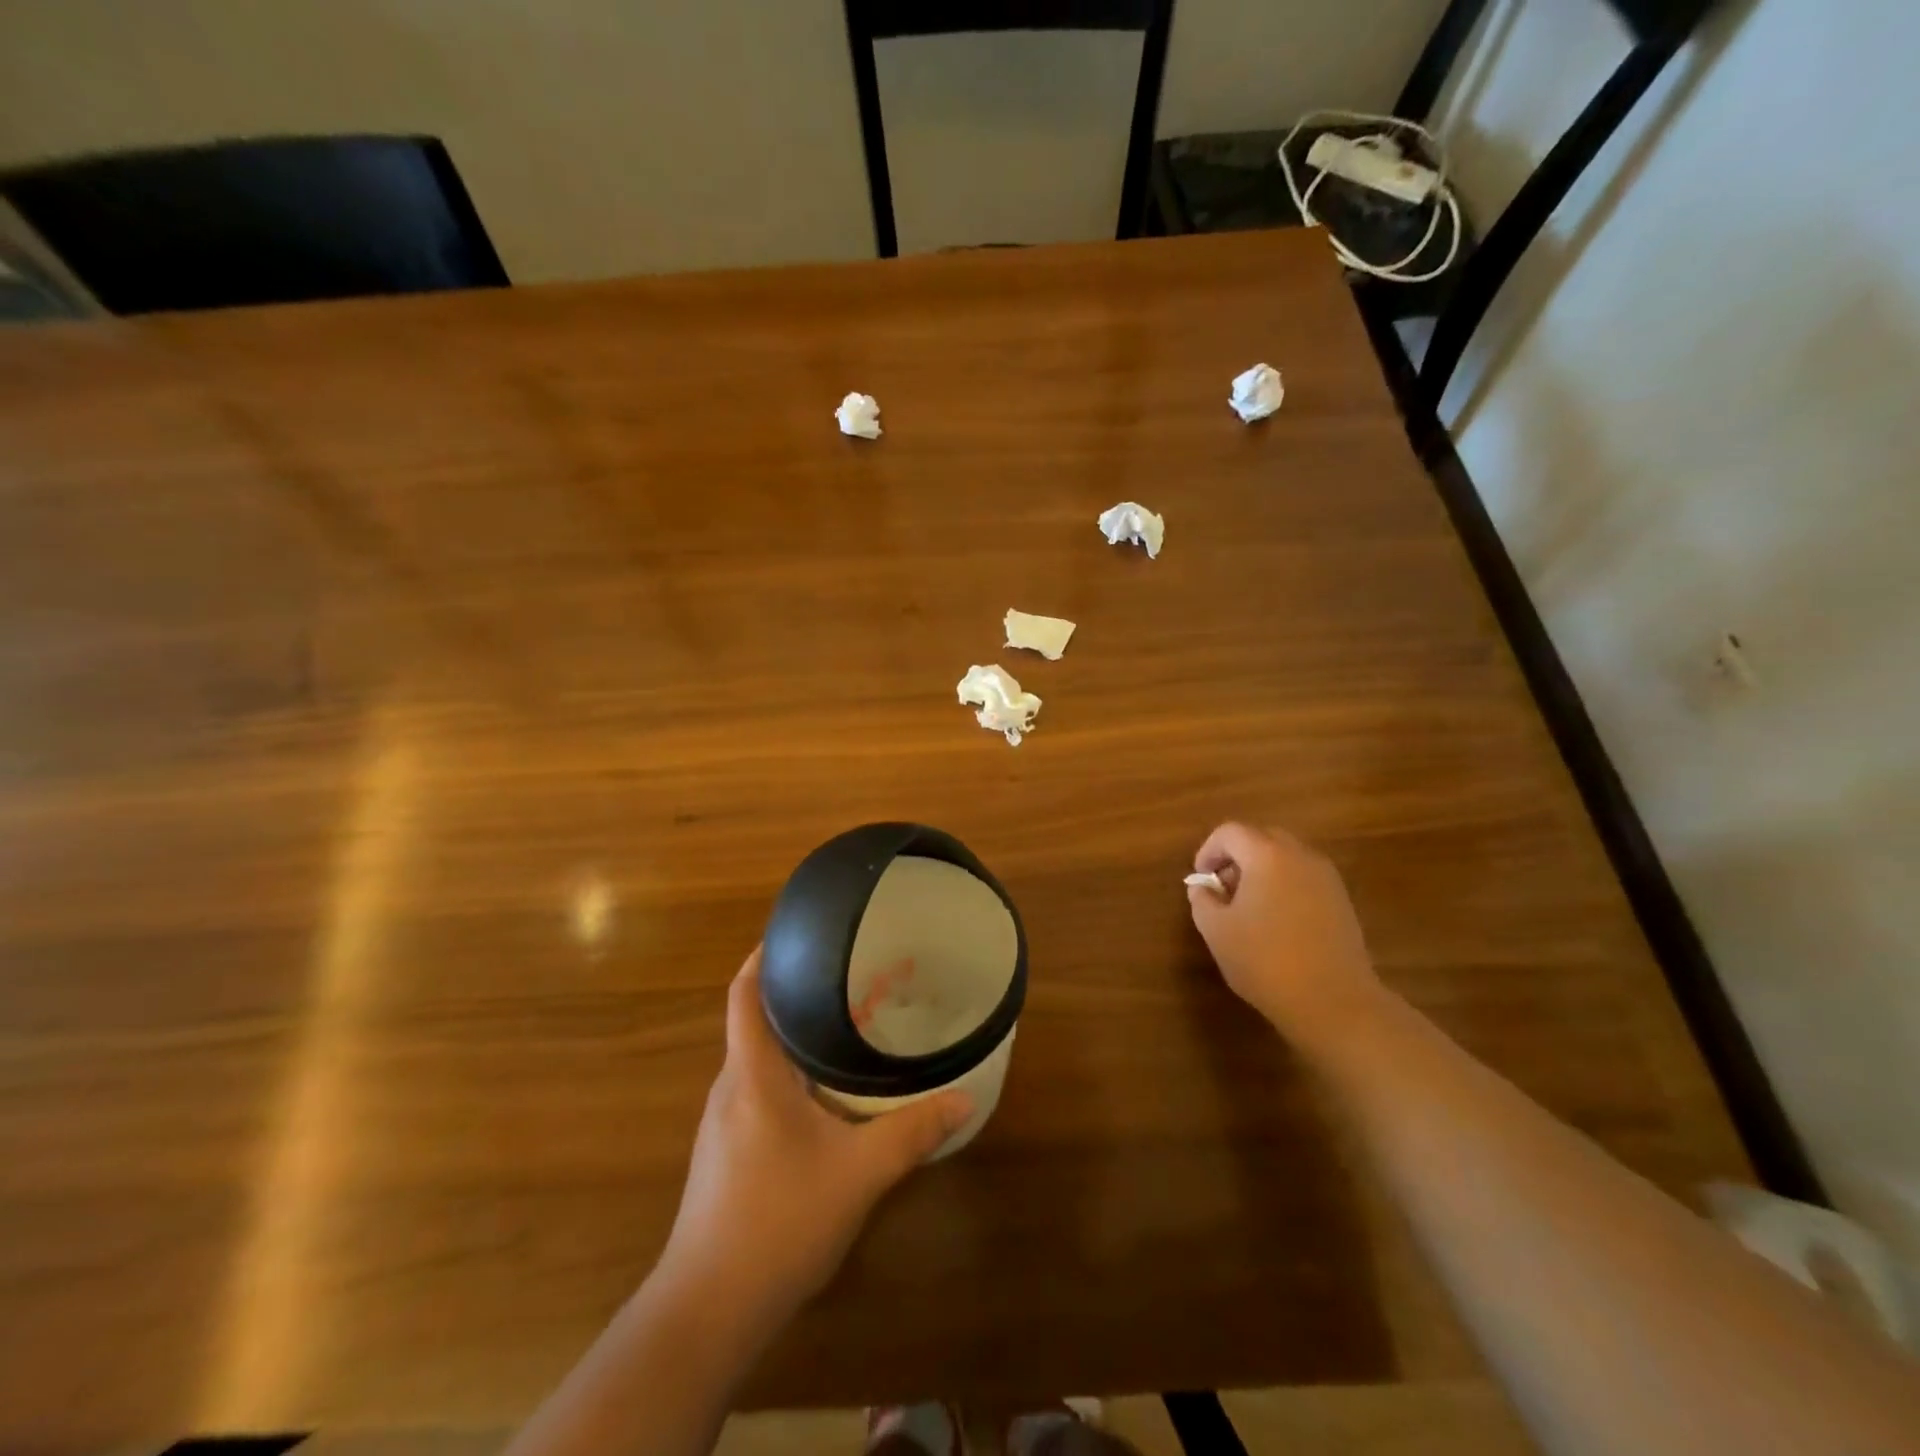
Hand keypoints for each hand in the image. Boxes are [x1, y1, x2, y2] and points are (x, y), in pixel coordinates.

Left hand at [656, 946, 970, 1328]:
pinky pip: (757, 1091)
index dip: (764, 956)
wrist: (708, 1310)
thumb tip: (964, 1098)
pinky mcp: (724, 1153)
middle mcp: (730, 1087)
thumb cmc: (778, 1221)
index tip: (799, 932)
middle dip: (796, 995)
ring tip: (843, 1028)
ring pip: (758, 1060)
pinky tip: (824, 1096)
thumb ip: (912, 1132)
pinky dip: (788, 1076)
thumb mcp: (859, 1173)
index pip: (744, 993)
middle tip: (848, 979)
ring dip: (794, 1039)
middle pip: (755, 1021)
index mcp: (752, 1073)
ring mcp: (722, 1123)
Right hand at [1188, 822, 1380, 1042]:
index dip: (1208, 850)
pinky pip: (1304, 877)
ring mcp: (1326, 877)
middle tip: (1222, 888)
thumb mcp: (1216, 930)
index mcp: (1266, 855)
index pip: (1230, 832)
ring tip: (1248, 907)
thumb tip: (1204, 887)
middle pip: (1261, 838)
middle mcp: (1300, 855)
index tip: (1201, 878)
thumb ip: (1202, 899)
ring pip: (1285, 857)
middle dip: (1236, 856)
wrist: (1333, 1001)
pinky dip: (1284, 885)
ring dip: (1261, 871)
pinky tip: (1276, 921)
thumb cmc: (1265, 960)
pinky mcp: (1341, 900)